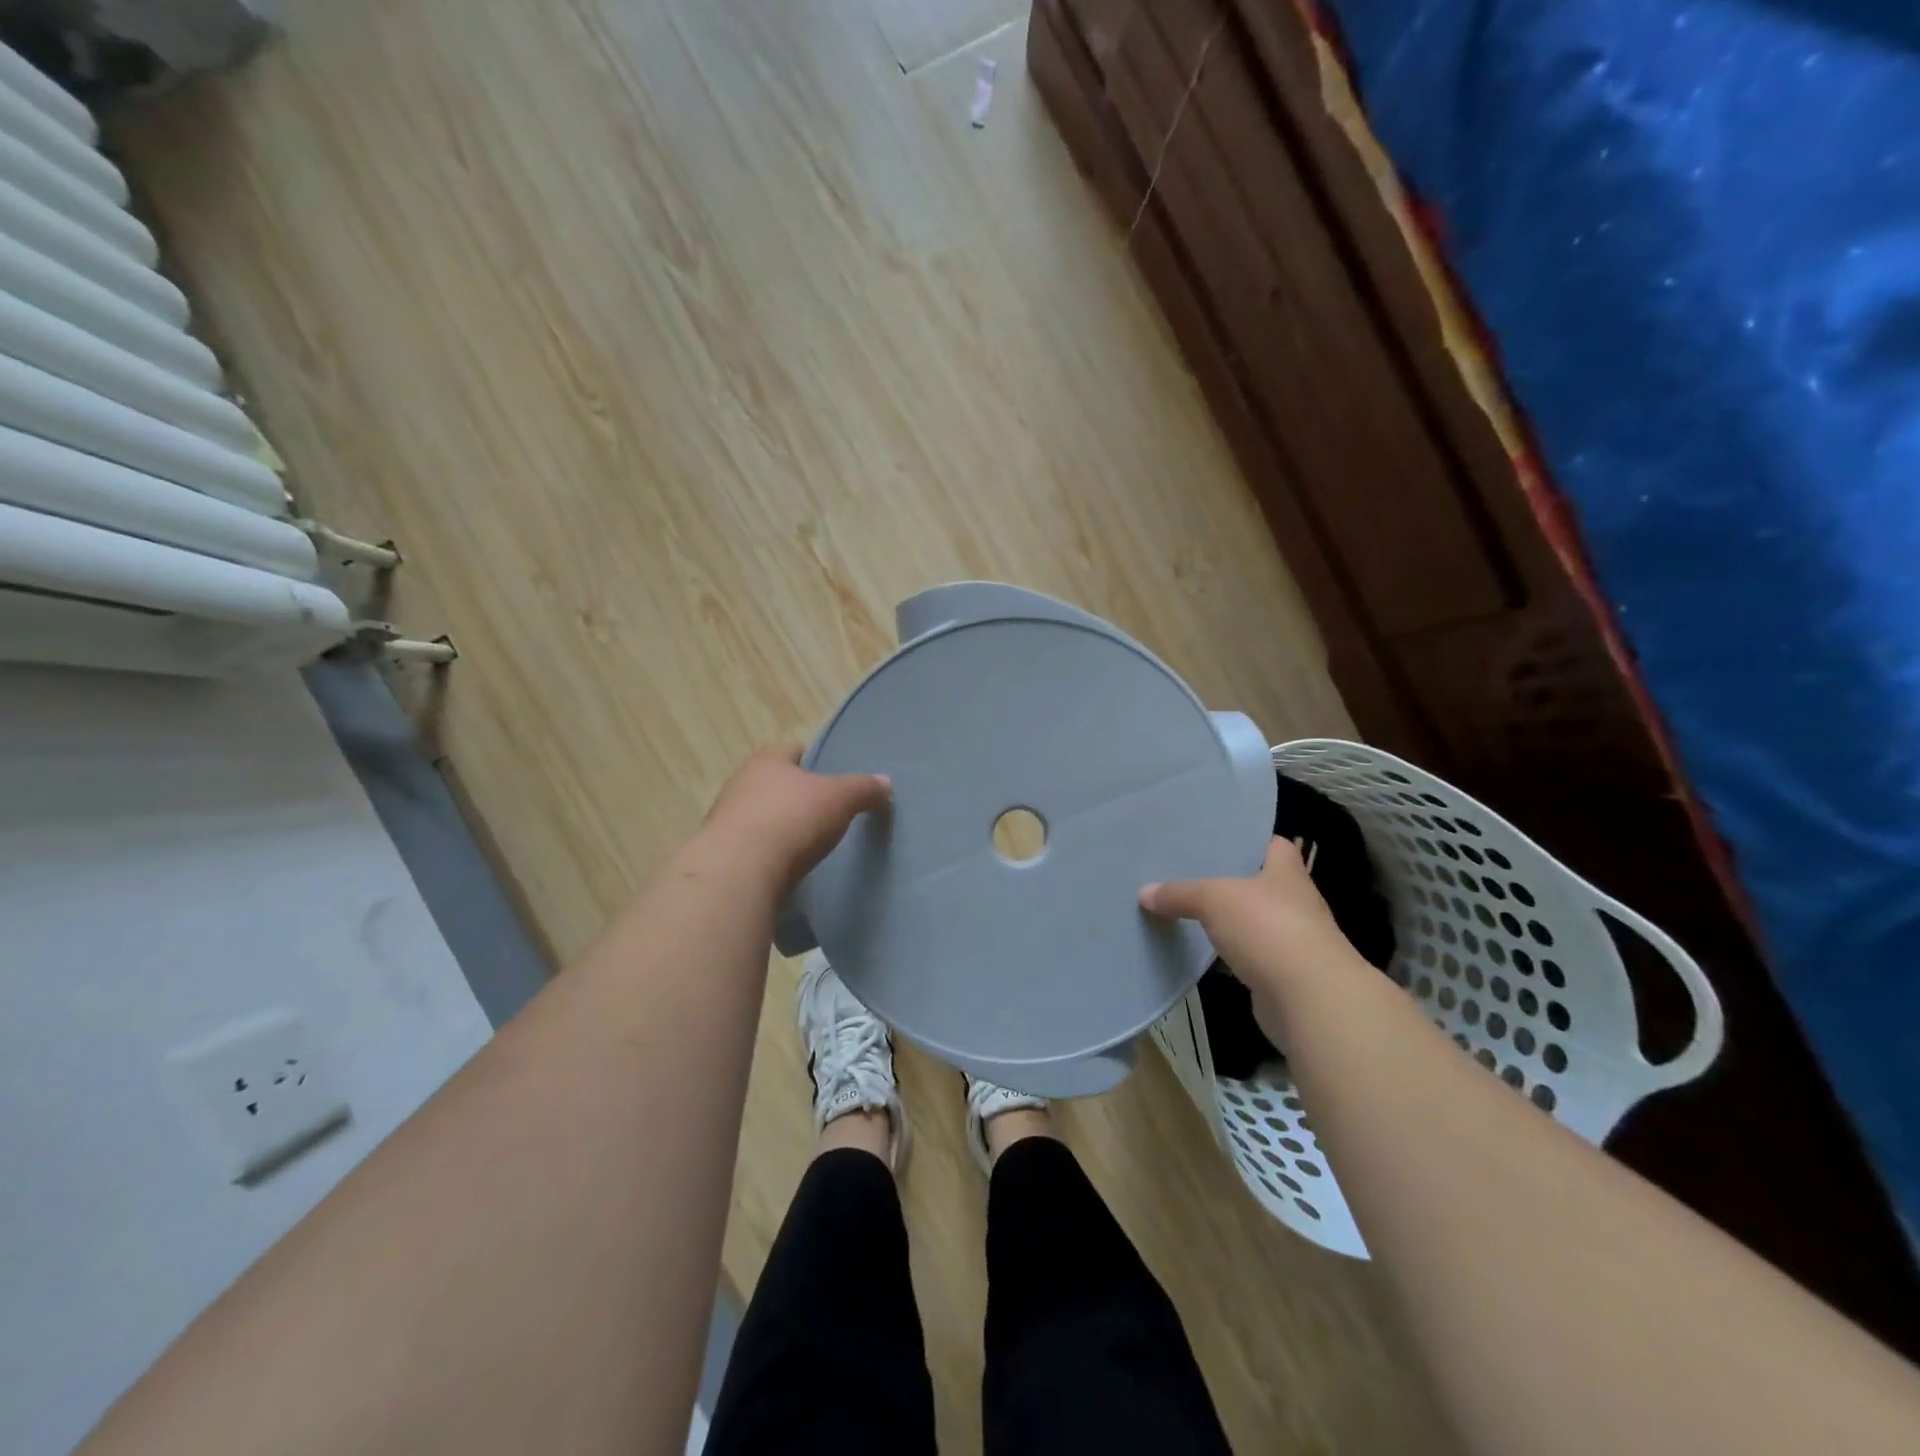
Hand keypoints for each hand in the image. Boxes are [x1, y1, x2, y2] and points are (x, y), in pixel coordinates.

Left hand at [699, 746, 891, 890]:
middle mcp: (741, 782)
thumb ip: (864, 788)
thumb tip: (886, 782)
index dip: (815, 761)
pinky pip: (752, 847)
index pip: (794, 750)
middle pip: (775, 783)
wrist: (740, 872)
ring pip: (761, 815)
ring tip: (808, 844)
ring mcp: (726, 819)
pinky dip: (768, 854)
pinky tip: (786, 867)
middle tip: (826, 812)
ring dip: (780, 826)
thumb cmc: (792, 819)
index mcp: (767, 759)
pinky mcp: (722, 854)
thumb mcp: (840, 798)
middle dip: (797, 795)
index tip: (834, 779)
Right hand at [1140, 838, 1364, 1046]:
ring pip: (1250, 922)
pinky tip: (1198, 952)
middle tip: (1185, 871)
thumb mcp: (1214, 899)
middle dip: (1226, 880)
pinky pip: (1246, 956)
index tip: (1216, 838)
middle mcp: (1293, 902)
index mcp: (1286, 872)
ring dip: (1225, 921)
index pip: (1272, 844)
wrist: (1309, 1000)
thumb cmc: (1268, 929)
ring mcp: (1289, 940)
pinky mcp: (1279, 975)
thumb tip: (1144, 892)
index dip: (1248, 839)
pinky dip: (1225, 955)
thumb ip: (1179, 893)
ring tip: (1183, 908)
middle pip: (1256, 883)